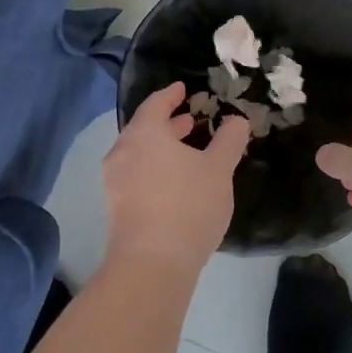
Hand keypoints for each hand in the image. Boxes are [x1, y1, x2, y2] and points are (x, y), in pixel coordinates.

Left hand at [103, 83, 252, 280]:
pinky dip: (155, 168)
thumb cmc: (188, 205)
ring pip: (140, 154)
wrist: (152, 263)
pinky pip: (136, 175)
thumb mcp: (219, 169)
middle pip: (144, 129)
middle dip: (168, 124)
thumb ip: (229, 140)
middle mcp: (122, 152)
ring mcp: (115, 182)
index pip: (155, 104)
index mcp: (144, 134)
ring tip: (188, 151)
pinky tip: (176, 182)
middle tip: (191, 120)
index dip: (171, 95)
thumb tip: (236, 120)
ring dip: (162, 148)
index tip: (183, 89)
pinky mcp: (117, 207)